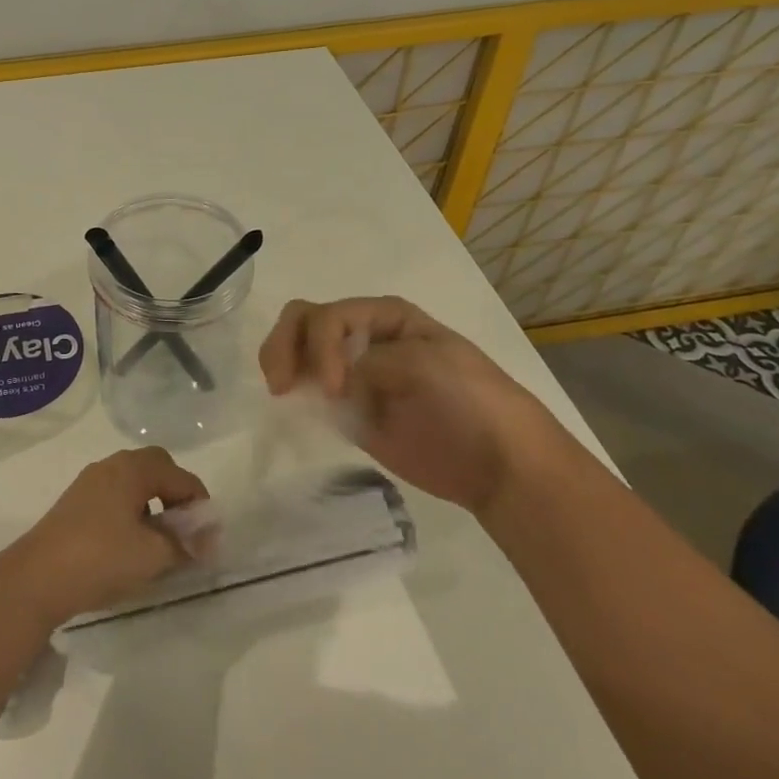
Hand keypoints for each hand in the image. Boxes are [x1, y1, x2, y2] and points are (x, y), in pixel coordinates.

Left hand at [0, 447, 209, 626]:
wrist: (36, 578)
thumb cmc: (101, 558)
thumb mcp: (153, 555)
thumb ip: (185, 544)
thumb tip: (206, 540)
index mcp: (133, 469)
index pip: (181, 476)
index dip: (200, 506)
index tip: (209, 540)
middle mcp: (111, 466)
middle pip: (156, 468)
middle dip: (176, 495)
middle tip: (186, 529)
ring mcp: (89, 483)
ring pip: (134, 482)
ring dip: (154, 504)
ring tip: (160, 541)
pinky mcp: (75, 503)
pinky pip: (115, 496)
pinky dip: (132, 511)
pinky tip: (131, 544)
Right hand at [258, 296, 557, 513]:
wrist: (498, 463)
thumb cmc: (470, 401)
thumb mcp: (425, 364)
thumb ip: (369, 363)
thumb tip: (330, 383)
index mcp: (383, 316)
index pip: (327, 316)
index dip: (320, 347)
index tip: (335, 389)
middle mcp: (361, 337)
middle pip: (303, 324)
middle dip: (284, 347)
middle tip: (280, 385)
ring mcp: (352, 375)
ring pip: (299, 355)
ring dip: (282, 366)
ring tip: (282, 393)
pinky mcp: (348, 412)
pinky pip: (310, 396)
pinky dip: (293, 398)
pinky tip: (290, 409)